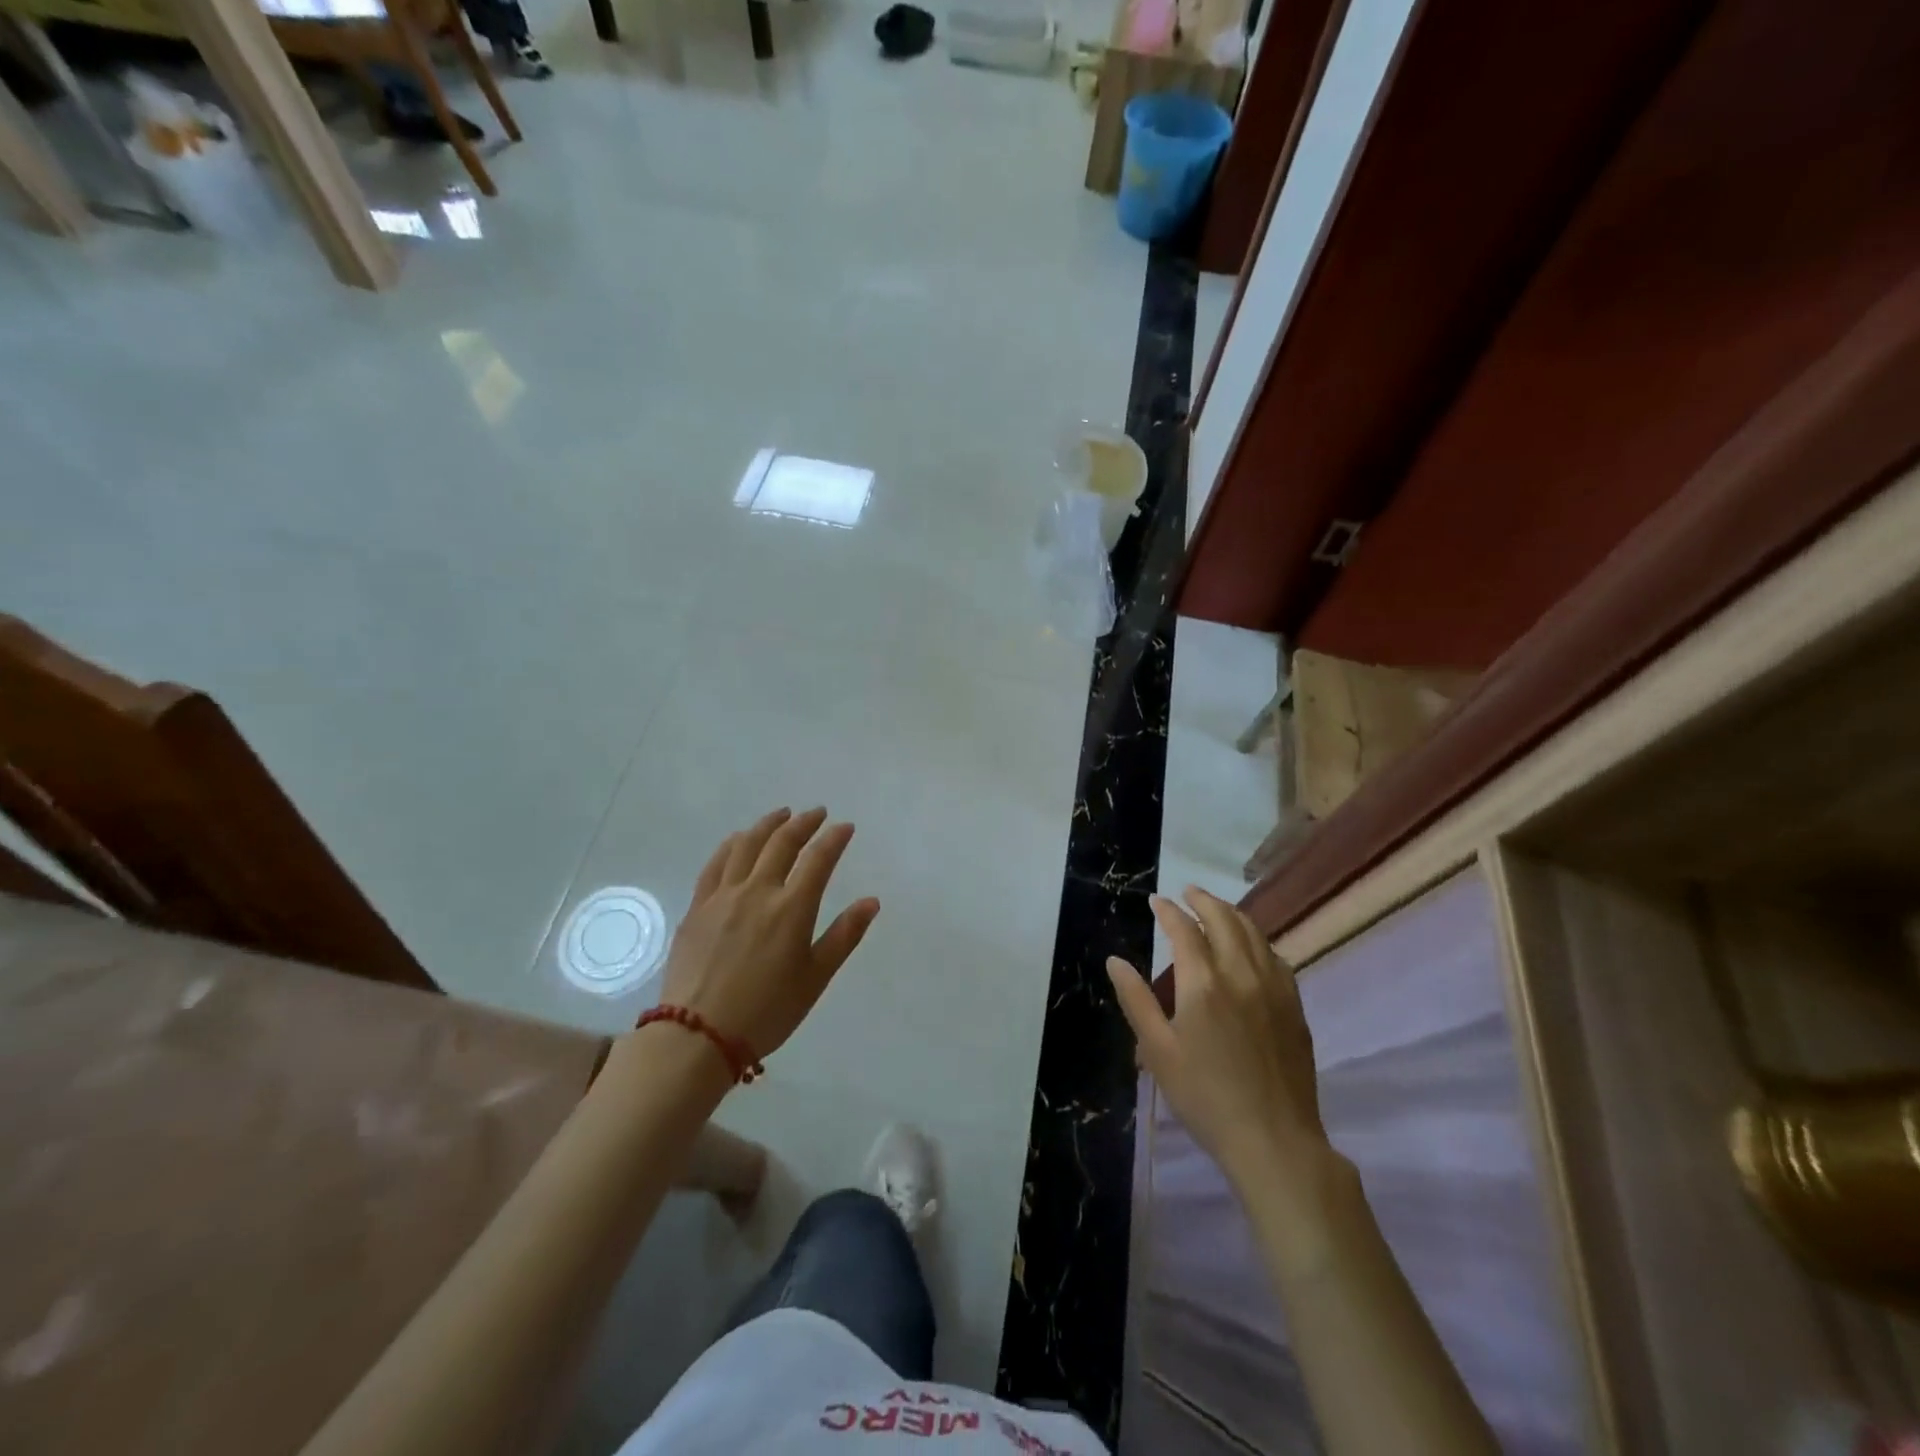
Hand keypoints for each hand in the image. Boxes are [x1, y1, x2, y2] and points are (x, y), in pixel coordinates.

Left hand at [660, 808, 879, 1059]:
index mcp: (792, 908)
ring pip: (747, 845)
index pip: (818, 859)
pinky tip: (739, 839)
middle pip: (782, 843)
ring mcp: (723, 896)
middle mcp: (757, 891)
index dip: (834, 838)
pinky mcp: (698, 907)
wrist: (697, 1036)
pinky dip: (732, 844)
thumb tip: (871, 901)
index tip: (845, 827)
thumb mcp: (815, 978)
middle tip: (816, 813)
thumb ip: (844, 936)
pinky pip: (716, 863)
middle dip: (803, 823)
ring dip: (767, 824)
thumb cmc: (767, 1011)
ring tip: (781, 815)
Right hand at [1107, 888, 1326, 1190]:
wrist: (1274, 1141)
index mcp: (1204, 983)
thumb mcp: (1158, 1051)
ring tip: (1216, 909)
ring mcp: (1275, 989)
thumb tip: (1115, 960)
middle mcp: (1242, 974)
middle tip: (1188, 891)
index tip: (1156, 901)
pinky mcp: (1294, 1007)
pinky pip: (1276, 957)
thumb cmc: (1205, 1097)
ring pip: (1255, 934)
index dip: (1168, 911)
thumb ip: (1136, 1000)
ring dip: (1232, 914)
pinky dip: (1257, 939)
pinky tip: (1252, 947)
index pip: (1184, 930)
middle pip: (1225, 920)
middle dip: (1203, 900)